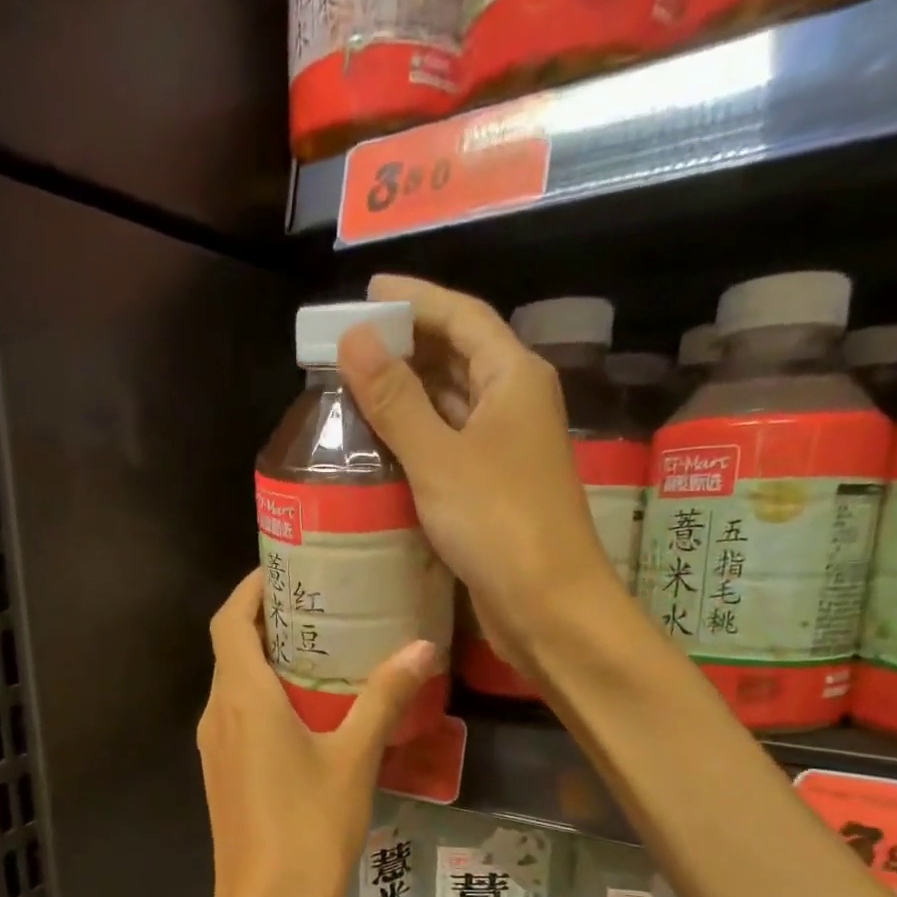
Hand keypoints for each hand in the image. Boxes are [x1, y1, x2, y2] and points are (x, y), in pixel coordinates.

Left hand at [195, 570, 435, 896]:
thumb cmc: (309, 831)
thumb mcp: (355, 759)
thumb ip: (384, 698)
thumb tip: (423, 648)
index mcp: (242, 698)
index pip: (230, 619)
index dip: (252, 587)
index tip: (289, 565)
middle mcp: (218, 714)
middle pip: (232, 646)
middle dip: (269, 617)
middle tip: (324, 600)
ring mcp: (216, 747)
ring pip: (235, 682)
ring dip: (270, 657)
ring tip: (325, 644)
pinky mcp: (224, 774)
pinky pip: (240, 715)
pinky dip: (267, 694)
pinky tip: (312, 707)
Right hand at [336, 274, 625, 677]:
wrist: (547, 605)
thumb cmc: (499, 523)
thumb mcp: (439, 457)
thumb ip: (396, 399)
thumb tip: (354, 337)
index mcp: (513, 378)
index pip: (461, 316)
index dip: (415, 298)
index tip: (368, 290)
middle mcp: (515, 404)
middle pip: (458, 355)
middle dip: (407, 344)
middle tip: (349, 342)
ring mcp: (506, 449)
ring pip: (452, 404)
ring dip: (408, 393)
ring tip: (354, 386)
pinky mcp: (493, 489)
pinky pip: (449, 446)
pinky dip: (416, 437)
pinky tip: (381, 444)